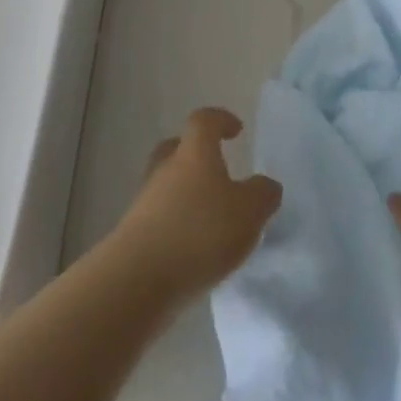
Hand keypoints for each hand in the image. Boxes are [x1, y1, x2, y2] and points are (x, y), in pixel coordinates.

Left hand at [113, 107, 281, 307]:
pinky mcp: (134, 234)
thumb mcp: (249, 212)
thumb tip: (265, 185)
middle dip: (196, 155)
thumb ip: (263, 194)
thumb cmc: (200, 232)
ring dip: (187, 194)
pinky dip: (177, 223)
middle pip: (177, 148)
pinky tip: (194, 248)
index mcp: (194, 153)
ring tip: (211, 219)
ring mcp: (145, 200)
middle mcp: (166, 168)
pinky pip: (160, 216)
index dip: (221, 120)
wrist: (138, 279)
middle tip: (217, 171)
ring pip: (167, 184)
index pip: (204, 120)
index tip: (236, 130)